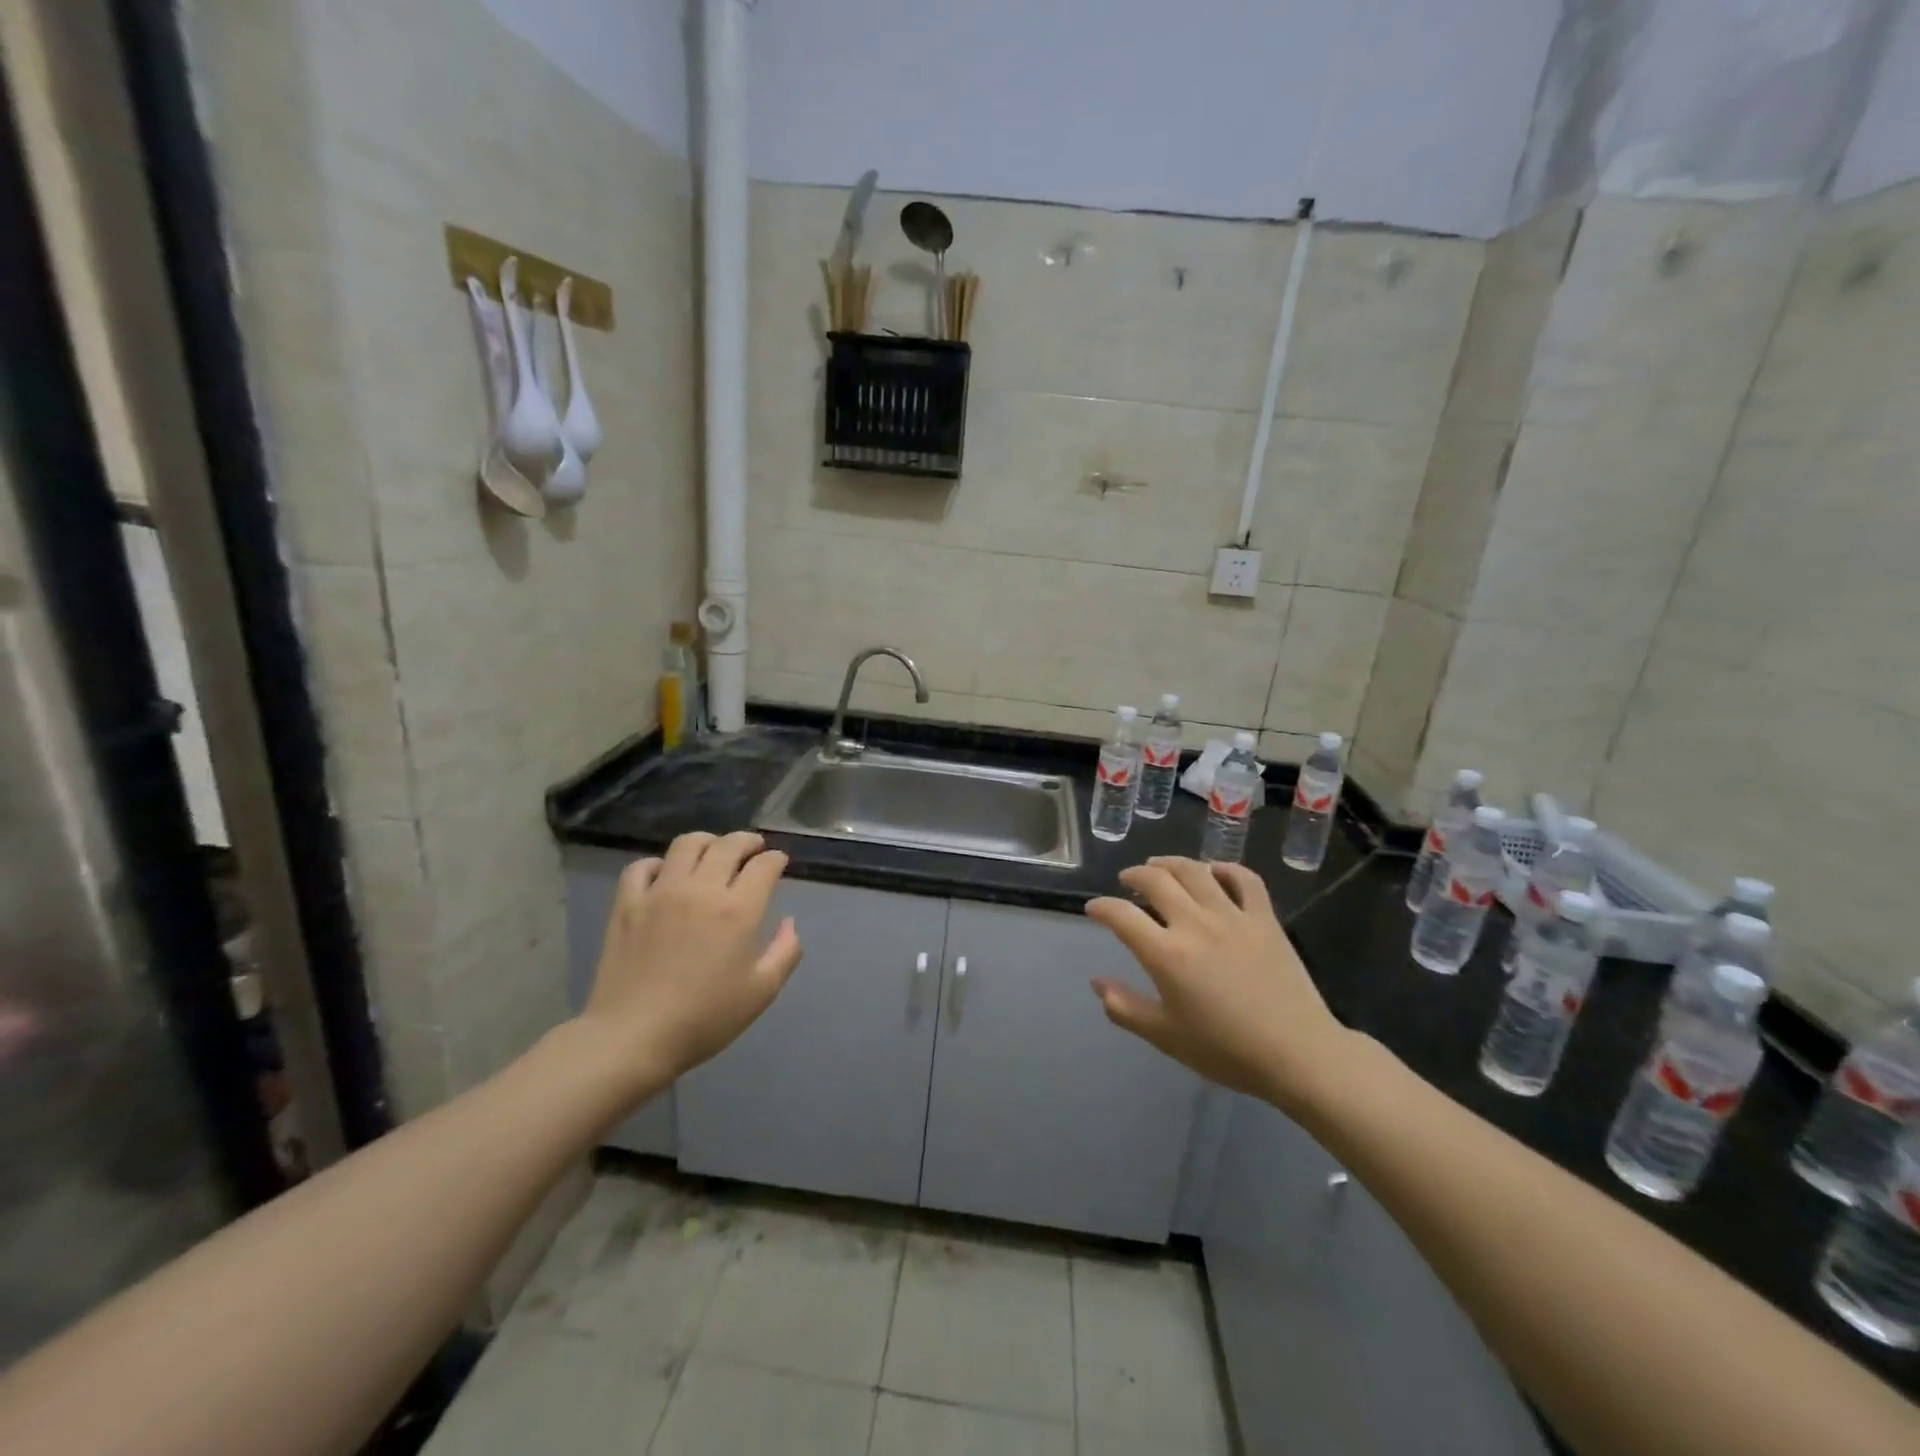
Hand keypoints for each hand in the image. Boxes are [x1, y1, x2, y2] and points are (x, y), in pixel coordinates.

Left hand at [579, 831, 802, 1092]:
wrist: (632, 1038)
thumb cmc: (704, 1019)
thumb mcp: (761, 992)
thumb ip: (785, 952)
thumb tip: (790, 923)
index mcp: (737, 910)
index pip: (764, 865)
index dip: (776, 859)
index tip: (779, 863)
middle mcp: (701, 889)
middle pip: (728, 845)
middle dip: (748, 841)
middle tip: (754, 848)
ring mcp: (660, 892)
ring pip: (687, 844)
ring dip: (708, 842)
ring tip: (714, 852)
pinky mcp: (627, 903)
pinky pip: (642, 867)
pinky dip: (659, 864)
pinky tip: (666, 875)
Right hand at [1085, 857, 1351, 1111]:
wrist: (1297, 1055)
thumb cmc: (1226, 1050)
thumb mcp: (1165, 1037)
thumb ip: (1125, 1008)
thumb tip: (1097, 981)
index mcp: (1166, 954)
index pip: (1121, 916)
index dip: (1101, 908)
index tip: (1094, 909)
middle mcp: (1195, 924)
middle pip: (1156, 880)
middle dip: (1133, 875)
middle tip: (1126, 882)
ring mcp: (1233, 916)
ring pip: (1195, 870)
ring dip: (1170, 863)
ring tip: (1159, 867)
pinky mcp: (1264, 918)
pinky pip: (1244, 879)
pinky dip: (1225, 869)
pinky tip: (1214, 872)